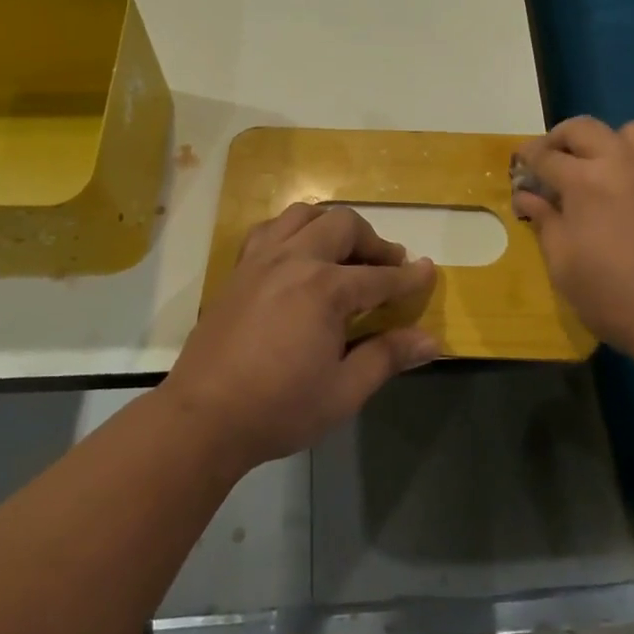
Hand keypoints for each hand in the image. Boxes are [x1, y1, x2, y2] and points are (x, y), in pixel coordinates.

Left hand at [161, 204, 438, 472]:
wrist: (202, 418)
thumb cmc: (278, 409)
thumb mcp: (343, 391)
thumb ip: (387, 356)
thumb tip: (431, 340)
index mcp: (325, 289)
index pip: (381, 276)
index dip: (410, 277)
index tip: (429, 272)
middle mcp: (295, 259)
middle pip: (344, 226)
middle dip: (373, 242)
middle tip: (387, 266)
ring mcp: (262, 259)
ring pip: (304, 215)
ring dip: (332, 226)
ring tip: (344, 253)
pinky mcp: (239, 269)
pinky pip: (270, 229)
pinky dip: (292, 230)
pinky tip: (297, 255)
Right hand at [513, 117, 633, 366]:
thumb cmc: (617, 299)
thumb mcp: (564, 267)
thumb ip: (544, 222)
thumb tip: (528, 197)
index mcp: (586, 181)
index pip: (545, 155)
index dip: (527, 158)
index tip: (521, 165)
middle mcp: (625, 162)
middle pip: (585, 128)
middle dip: (561, 139)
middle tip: (555, 161)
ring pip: (632, 133)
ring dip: (610, 145)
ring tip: (606, 172)